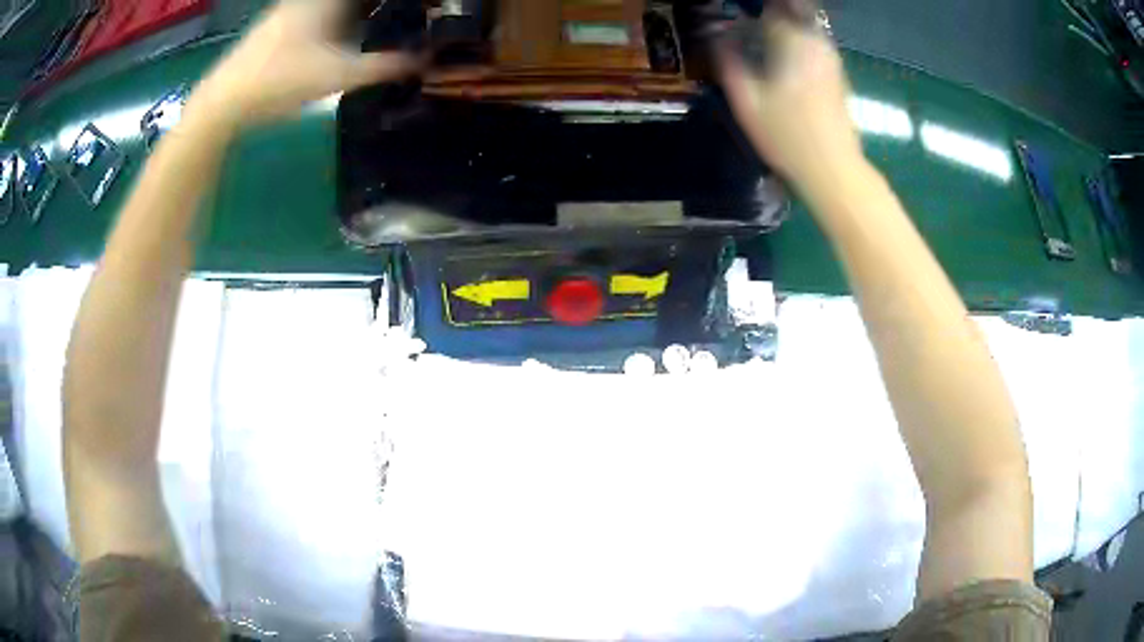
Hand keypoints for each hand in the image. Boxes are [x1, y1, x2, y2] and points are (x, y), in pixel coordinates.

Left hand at [190, 0, 419, 127]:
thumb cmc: (280, 80)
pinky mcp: (283, 22)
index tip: (422, 5)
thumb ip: (384, 67)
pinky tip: (351, 30)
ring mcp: (295, 7)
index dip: (397, 1)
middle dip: (381, 5)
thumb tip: (426, 62)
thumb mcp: (338, 75)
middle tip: (411, 14)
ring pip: (338, 4)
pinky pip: (324, 9)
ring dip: (362, 9)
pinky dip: (344, 14)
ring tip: (388, 19)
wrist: (224, 100)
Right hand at [718, 7, 862, 193]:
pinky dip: (799, 42)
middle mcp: (815, 42)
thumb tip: (717, 40)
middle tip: (748, 28)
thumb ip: (729, 64)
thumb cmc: (787, 137)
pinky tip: (786, 58)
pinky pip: (814, 44)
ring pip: (804, 27)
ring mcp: (831, 58)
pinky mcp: (838, 74)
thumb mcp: (746, 103)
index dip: (749, 14)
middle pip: (790, 12)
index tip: (734, 22)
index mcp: (792, 42)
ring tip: (764, 40)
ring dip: (785, 27)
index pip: (767, 10)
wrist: (834, 169)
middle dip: (769, 15)